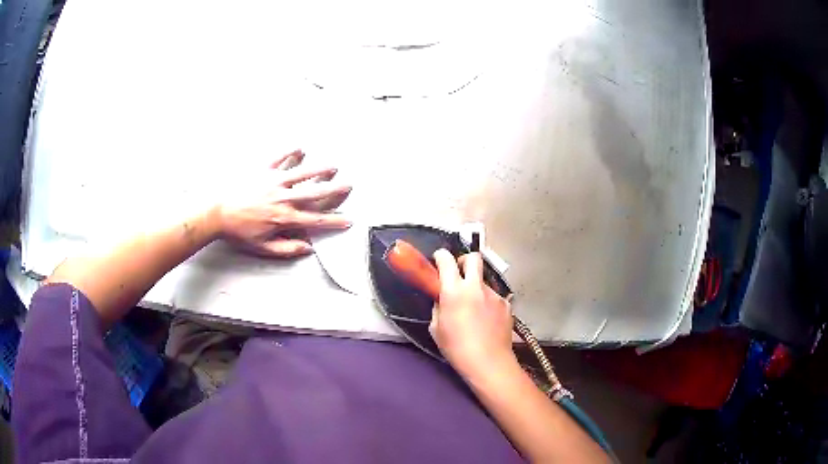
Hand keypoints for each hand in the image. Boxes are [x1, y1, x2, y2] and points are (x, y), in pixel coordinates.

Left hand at [215, 149, 351, 257]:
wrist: (216, 211)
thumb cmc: (237, 231)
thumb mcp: (261, 247)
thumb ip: (286, 248)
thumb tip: (308, 248)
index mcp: (284, 217)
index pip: (316, 220)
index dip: (334, 221)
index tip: (348, 220)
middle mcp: (283, 197)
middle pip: (314, 192)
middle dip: (334, 190)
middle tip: (349, 185)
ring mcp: (274, 181)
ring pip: (302, 173)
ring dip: (319, 169)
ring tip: (333, 166)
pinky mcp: (263, 170)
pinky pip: (280, 159)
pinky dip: (290, 153)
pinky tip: (300, 148)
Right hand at [430, 249, 515, 378]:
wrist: (488, 362)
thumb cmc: (457, 348)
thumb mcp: (436, 328)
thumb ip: (438, 307)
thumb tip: (442, 299)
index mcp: (454, 291)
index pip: (446, 260)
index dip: (440, 256)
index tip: (438, 260)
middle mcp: (476, 287)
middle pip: (473, 258)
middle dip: (464, 261)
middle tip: (458, 274)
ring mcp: (494, 295)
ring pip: (483, 281)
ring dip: (476, 288)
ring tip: (474, 310)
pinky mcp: (506, 304)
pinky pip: (494, 297)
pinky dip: (488, 303)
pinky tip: (486, 320)